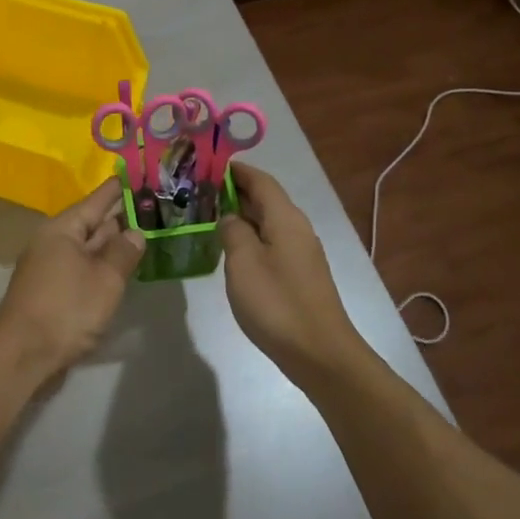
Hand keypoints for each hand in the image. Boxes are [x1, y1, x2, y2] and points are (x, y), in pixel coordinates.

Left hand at [0, 179, 145, 380]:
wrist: (22, 356)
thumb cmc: (66, 310)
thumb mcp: (105, 279)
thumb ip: (123, 252)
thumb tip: (134, 232)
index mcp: (63, 229)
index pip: (98, 200)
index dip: (121, 188)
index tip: (142, 174)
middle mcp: (54, 242)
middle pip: (93, 223)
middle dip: (122, 217)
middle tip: (156, 207)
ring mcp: (51, 268)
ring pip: (89, 248)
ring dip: (114, 244)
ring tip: (147, 234)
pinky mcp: (53, 291)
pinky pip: (83, 268)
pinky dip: (103, 265)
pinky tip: (123, 269)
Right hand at [219, 163, 362, 379]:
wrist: (319, 352)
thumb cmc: (277, 303)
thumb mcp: (243, 262)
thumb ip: (233, 231)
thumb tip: (230, 216)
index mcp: (285, 218)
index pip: (261, 180)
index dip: (236, 171)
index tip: (208, 165)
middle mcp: (297, 228)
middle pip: (266, 199)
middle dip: (235, 191)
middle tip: (200, 192)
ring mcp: (302, 252)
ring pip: (268, 222)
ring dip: (242, 215)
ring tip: (209, 217)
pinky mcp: (300, 274)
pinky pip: (272, 242)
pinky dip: (251, 236)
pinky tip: (232, 251)